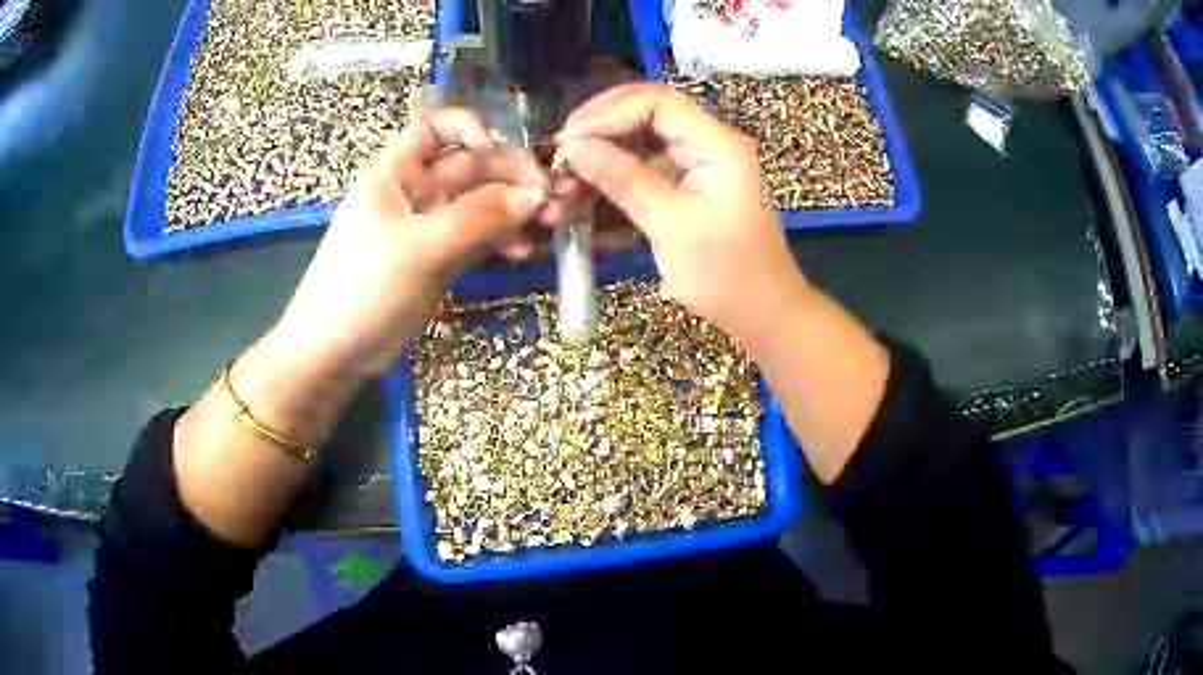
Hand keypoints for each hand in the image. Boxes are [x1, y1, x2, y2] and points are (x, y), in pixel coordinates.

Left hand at [271, 107, 548, 379]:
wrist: (335, 351)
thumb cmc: (365, 286)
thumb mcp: (422, 246)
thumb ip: (479, 217)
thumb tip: (535, 194)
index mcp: (397, 171)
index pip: (433, 127)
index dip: (467, 127)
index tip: (497, 148)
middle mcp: (415, 190)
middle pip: (469, 166)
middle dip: (509, 177)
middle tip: (549, 199)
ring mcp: (429, 226)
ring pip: (479, 204)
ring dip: (512, 211)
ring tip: (546, 227)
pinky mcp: (440, 259)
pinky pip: (478, 237)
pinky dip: (501, 241)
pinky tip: (523, 253)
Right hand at [557, 83, 808, 342]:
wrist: (762, 311)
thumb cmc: (725, 273)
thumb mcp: (671, 226)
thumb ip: (624, 180)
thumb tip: (575, 148)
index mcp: (716, 144)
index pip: (656, 102)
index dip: (607, 114)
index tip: (568, 141)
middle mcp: (708, 143)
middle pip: (647, 112)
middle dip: (601, 127)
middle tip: (562, 152)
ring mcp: (699, 164)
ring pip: (643, 138)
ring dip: (605, 152)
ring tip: (568, 176)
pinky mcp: (690, 185)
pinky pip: (648, 165)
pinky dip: (617, 174)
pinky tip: (588, 189)